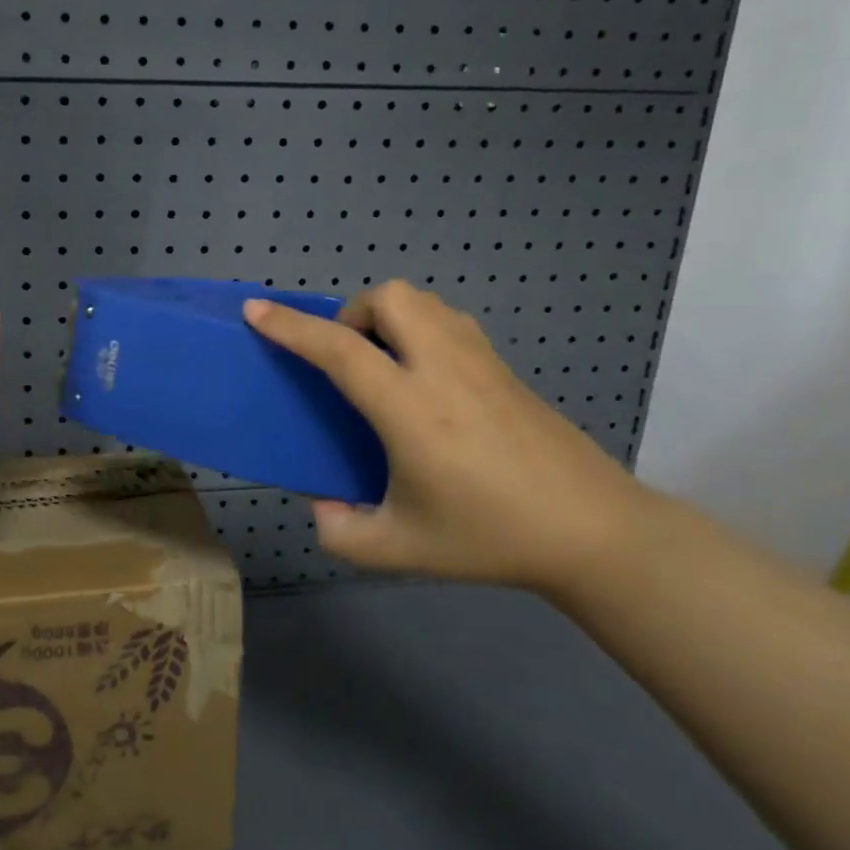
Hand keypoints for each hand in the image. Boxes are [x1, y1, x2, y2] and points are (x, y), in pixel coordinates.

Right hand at [243, 282, 669, 591]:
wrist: (594, 532)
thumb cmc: (491, 537)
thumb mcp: (400, 550)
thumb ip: (342, 533)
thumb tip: (322, 507)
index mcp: (410, 409)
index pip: (340, 350)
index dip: (291, 327)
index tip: (256, 310)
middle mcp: (444, 370)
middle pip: (390, 298)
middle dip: (353, 314)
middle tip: (349, 360)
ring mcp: (481, 363)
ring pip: (424, 301)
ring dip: (389, 316)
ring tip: (384, 363)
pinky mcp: (505, 368)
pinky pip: (450, 321)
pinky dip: (422, 328)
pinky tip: (426, 378)